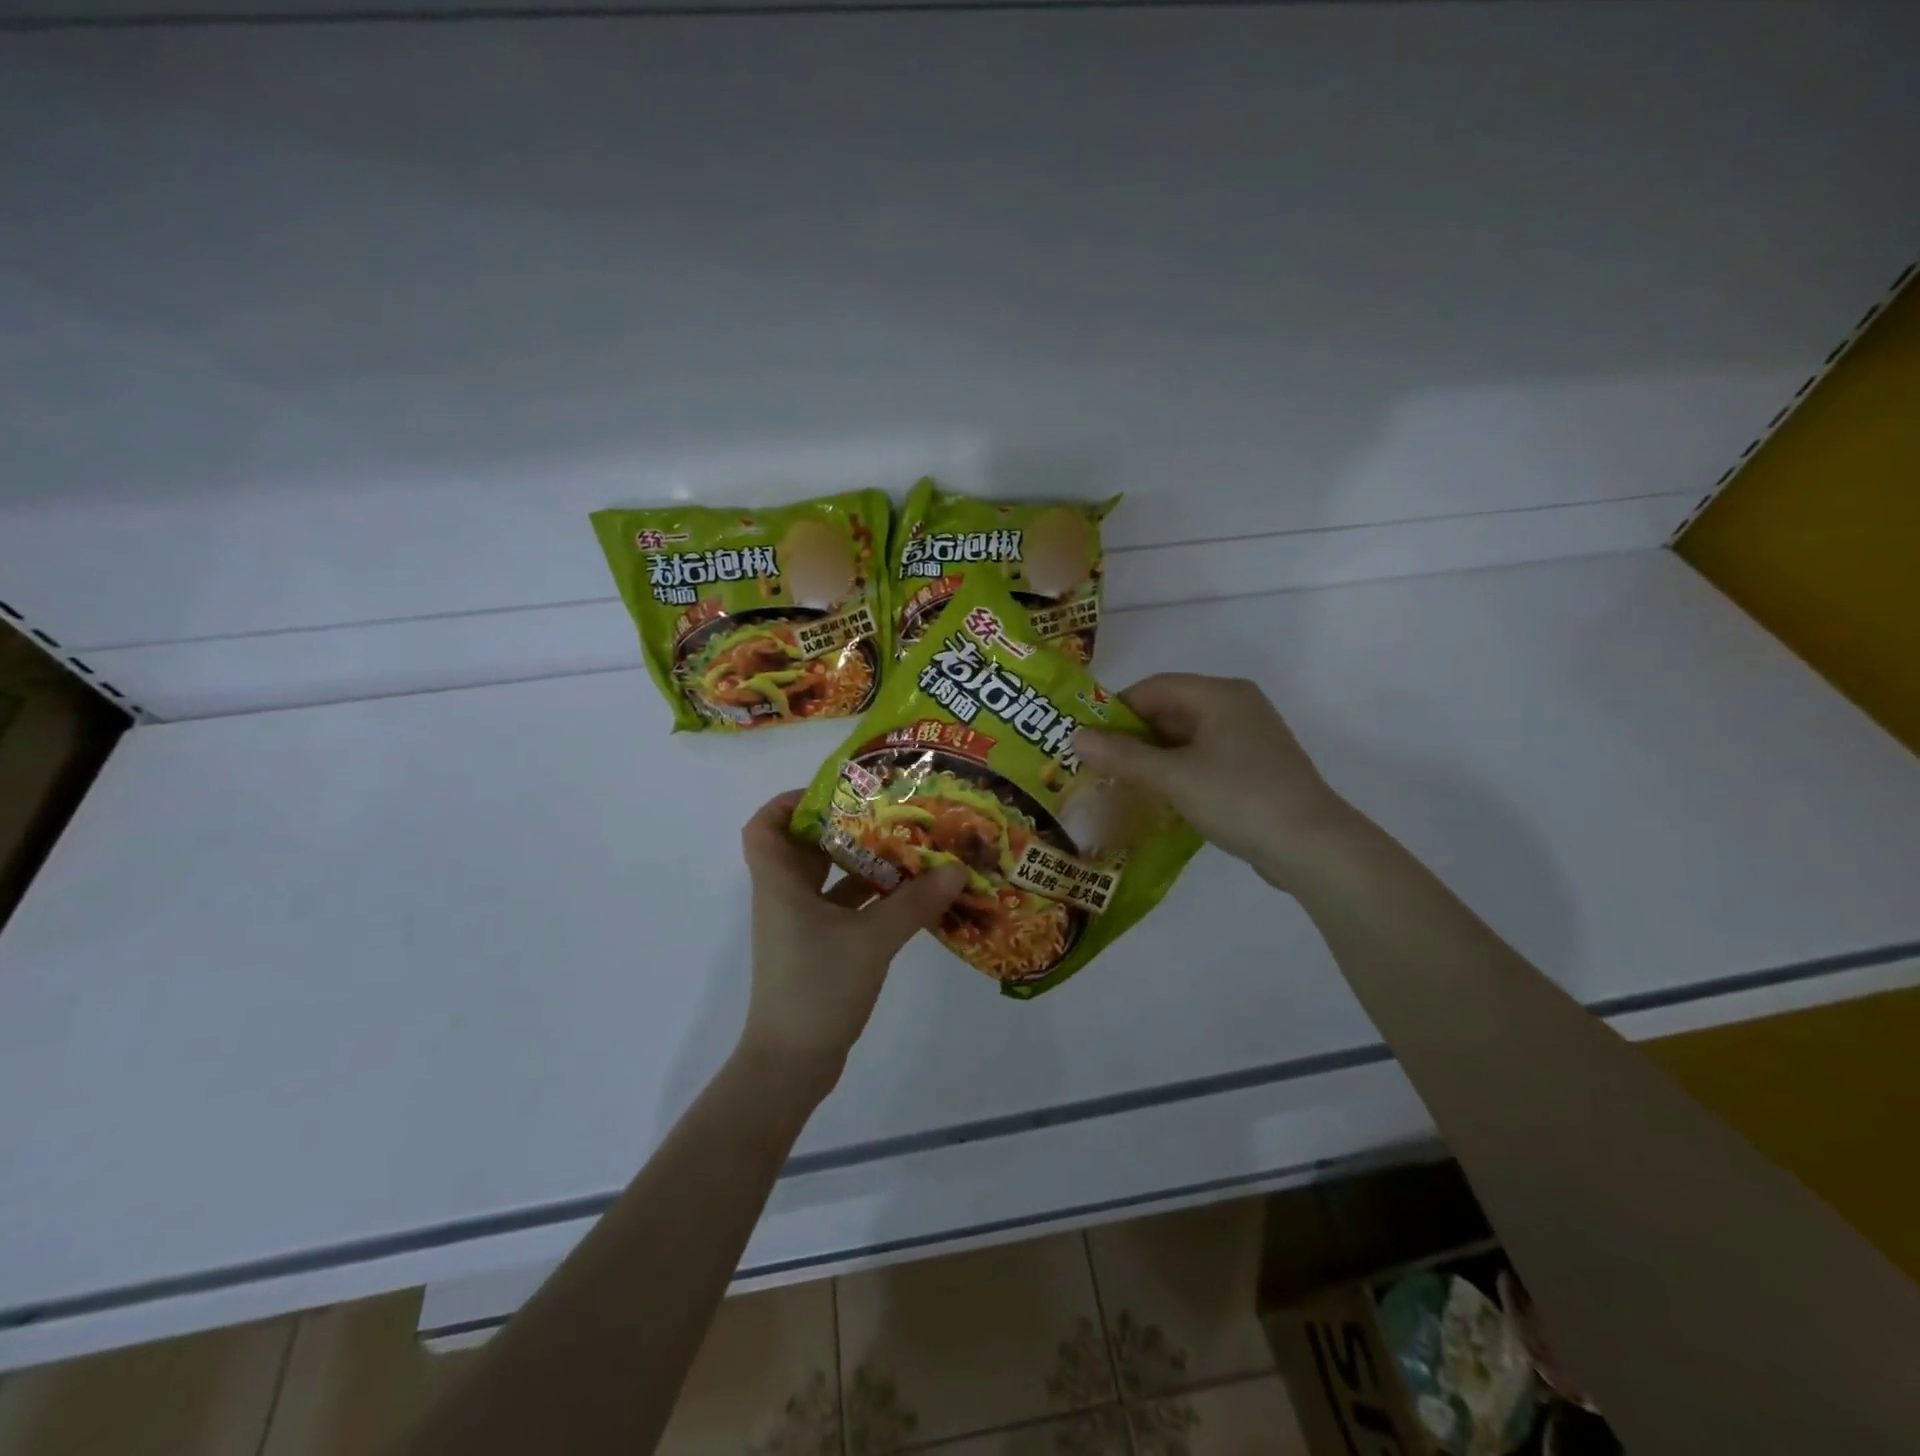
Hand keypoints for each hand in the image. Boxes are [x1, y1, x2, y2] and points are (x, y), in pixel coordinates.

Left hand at [738, 792, 967, 1093]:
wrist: (791, 1064)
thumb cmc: (818, 987)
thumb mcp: (872, 939)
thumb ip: (915, 903)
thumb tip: (957, 868)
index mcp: (781, 884)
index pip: (764, 827)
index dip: (789, 802)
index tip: (836, 793)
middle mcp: (784, 898)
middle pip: (804, 847)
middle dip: (844, 827)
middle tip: (888, 812)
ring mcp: (799, 926)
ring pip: (826, 880)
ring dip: (861, 863)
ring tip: (907, 847)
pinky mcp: (816, 950)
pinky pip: (841, 909)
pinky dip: (868, 898)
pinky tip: (906, 897)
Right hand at [1073, 674, 1363, 891]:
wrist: (1311, 846)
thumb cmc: (1238, 797)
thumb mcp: (1173, 777)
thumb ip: (1123, 756)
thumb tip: (1075, 737)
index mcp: (1220, 694)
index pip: (1155, 687)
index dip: (1116, 709)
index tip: (1087, 738)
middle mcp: (1237, 706)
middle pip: (1170, 710)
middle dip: (1132, 735)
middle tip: (1098, 763)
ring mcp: (1249, 738)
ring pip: (1186, 737)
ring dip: (1153, 756)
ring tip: (1120, 782)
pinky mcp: (1255, 768)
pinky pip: (1204, 758)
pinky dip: (1177, 771)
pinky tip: (1157, 796)